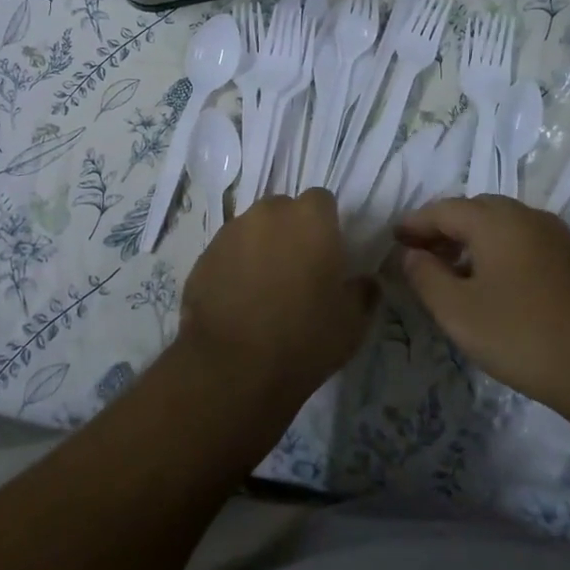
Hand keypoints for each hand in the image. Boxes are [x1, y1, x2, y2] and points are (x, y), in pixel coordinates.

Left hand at [178, 189, 374, 403]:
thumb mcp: (353, 322)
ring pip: (253, 229)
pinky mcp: (204, 255)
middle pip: (284, 210)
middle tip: (297, 271)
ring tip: (264, 288)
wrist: (234, 368)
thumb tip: (365, 282)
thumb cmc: (304, 339)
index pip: (322, 201)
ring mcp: (231, 231)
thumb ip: (363, 291)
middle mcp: (269, 213)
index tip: (327, 254)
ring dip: (261, 247)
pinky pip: (227, 251)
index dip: (326, 225)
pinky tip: (238, 301)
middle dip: (291, 231)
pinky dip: (234, 266)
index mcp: (311, 218)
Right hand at [396, 196, 569, 414]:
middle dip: (443, 229)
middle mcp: (527, 216)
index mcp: (495, 220)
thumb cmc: (524, 336)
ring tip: (452, 272)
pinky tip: (493, 284)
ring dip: (472, 241)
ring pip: (502, 226)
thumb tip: (412, 253)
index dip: (415, 223)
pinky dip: (498, 252)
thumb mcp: (459, 312)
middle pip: (474, 211)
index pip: (443, 209)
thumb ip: (426, 276)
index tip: (394, 239)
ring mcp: (556, 236)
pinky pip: (523, 243)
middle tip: (420, 255)